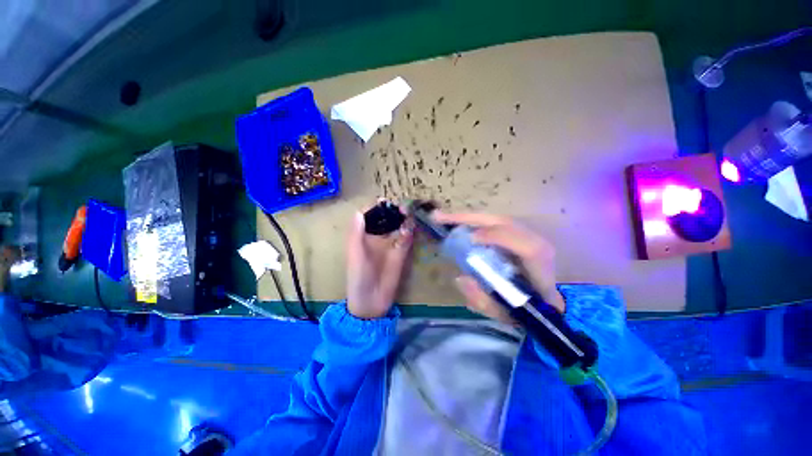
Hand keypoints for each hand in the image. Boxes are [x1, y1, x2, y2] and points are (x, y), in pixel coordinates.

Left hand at [346, 207, 413, 318]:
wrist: (372, 301)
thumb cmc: (358, 277)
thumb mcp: (355, 255)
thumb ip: (356, 234)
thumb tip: (359, 212)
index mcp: (364, 235)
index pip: (371, 215)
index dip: (377, 207)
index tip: (385, 201)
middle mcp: (378, 236)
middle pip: (387, 217)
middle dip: (394, 210)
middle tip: (402, 208)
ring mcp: (391, 243)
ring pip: (399, 225)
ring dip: (404, 219)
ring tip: (408, 214)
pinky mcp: (402, 252)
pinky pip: (407, 238)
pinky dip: (409, 232)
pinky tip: (410, 229)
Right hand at [431, 213, 564, 322]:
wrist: (546, 300)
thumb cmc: (526, 309)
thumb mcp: (505, 314)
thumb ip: (483, 301)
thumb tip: (460, 278)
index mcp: (541, 267)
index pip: (526, 247)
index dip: (499, 238)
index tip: (470, 239)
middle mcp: (536, 243)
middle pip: (503, 222)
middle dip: (469, 218)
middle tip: (439, 217)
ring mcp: (527, 234)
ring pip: (495, 219)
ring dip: (467, 217)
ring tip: (443, 218)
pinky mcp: (517, 233)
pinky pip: (492, 223)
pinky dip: (472, 221)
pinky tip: (456, 222)